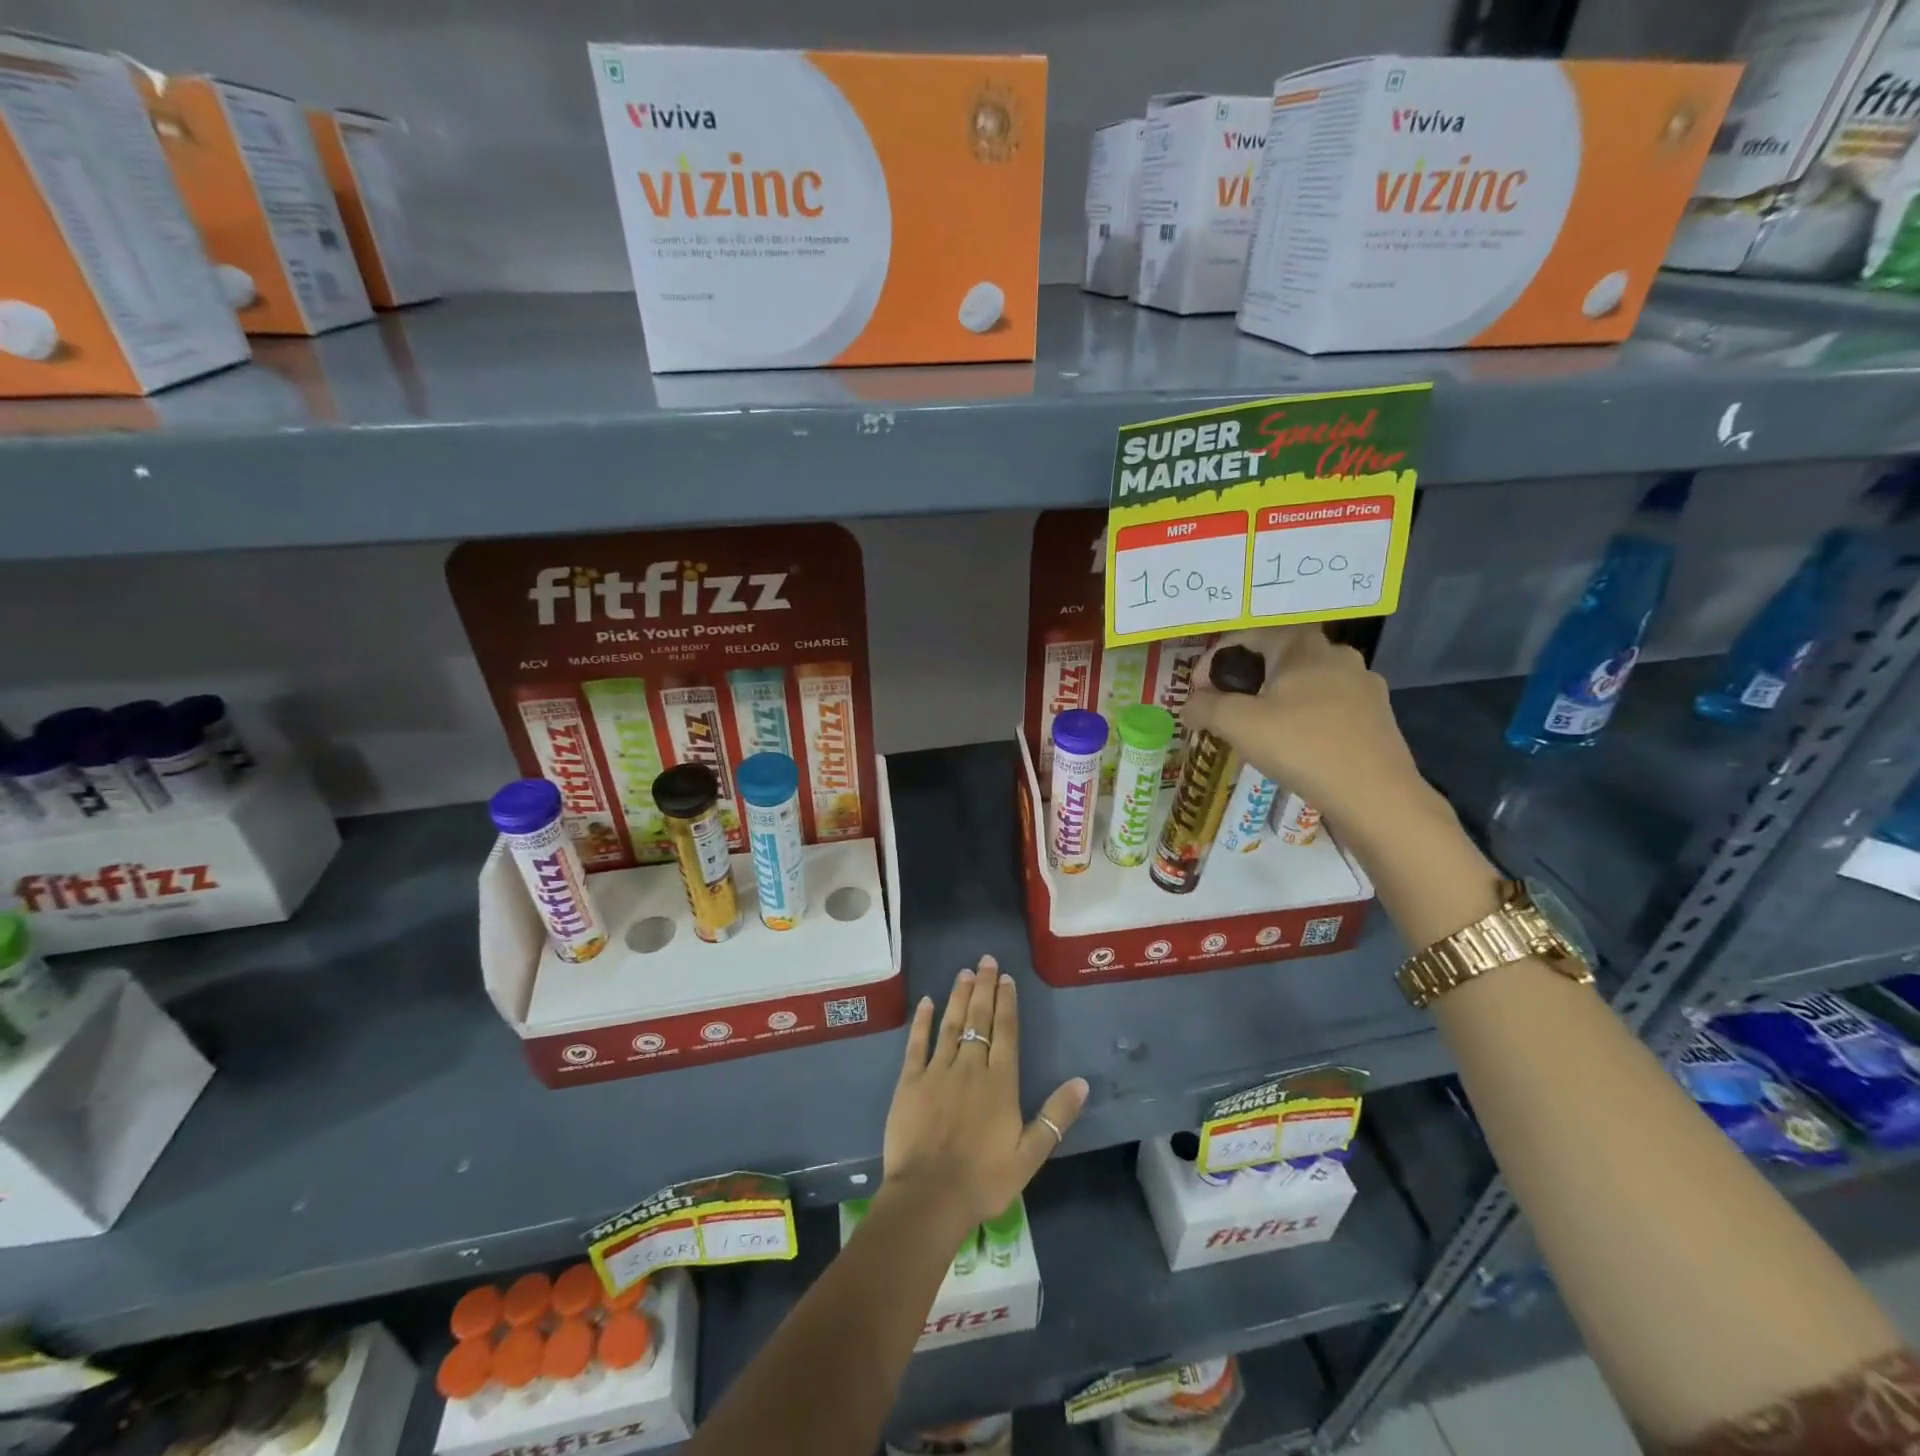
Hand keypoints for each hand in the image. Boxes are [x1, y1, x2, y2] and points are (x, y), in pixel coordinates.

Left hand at [881, 957, 1088, 1234]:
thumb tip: (1081, 1082)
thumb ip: (1055, 1117)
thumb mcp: (1030, 1155)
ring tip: (965, 972)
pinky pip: (917, 1043)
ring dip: (959, 996)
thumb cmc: (984, 1179)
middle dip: (984, 987)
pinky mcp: (910, 1081)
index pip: (1005, 1032)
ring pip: (951, 1024)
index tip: (1007, 978)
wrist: (929, 1197)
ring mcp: (938, 1071)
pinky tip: (927, 1002)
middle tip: (986, 960)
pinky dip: (922, 1021)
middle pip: (979, 1019)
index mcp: (1000, 1083)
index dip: (1007, 1002)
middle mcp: (970, 1067)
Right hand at [1183, 626, 1425, 829]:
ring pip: (1303, 683)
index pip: (1246, 637)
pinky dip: (1301, 718)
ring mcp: (1363, 685)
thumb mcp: (1238, 724)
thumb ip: (1205, 707)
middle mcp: (1337, 654)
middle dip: (1243, 681)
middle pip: (1276, 658)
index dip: (1212, 662)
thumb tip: (1189, 706)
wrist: (1374, 795)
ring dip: (1273, 699)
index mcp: (1303, 645)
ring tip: (1254, 731)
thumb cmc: (1301, 746)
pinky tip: (1293, 746)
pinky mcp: (1376, 716)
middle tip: (1222, 711)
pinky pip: (1327, 706)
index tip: (1197, 694)